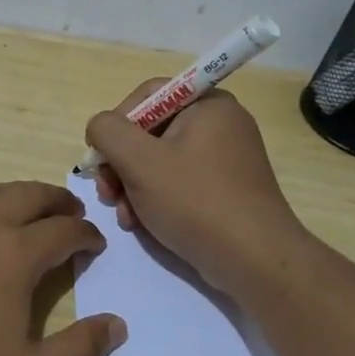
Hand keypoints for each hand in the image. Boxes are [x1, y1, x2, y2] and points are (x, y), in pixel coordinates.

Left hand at [0, 181, 126, 355]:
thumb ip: (79, 351)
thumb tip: (117, 325)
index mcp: (15, 255)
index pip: (63, 231)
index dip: (85, 234)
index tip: (95, 243)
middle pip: (27, 196)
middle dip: (56, 199)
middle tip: (70, 209)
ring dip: (14, 195)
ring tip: (25, 206)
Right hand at [86, 83, 308, 299]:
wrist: (254, 260)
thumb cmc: (195, 201)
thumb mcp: (139, 161)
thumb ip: (108, 132)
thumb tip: (100, 128)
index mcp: (207, 104)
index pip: (148, 95)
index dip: (117, 123)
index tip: (101, 157)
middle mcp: (220, 124)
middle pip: (151, 131)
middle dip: (121, 164)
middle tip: (107, 193)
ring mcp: (225, 159)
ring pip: (160, 161)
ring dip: (132, 186)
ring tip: (124, 216)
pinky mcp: (225, 189)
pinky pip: (178, 182)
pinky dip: (155, 199)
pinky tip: (141, 224)